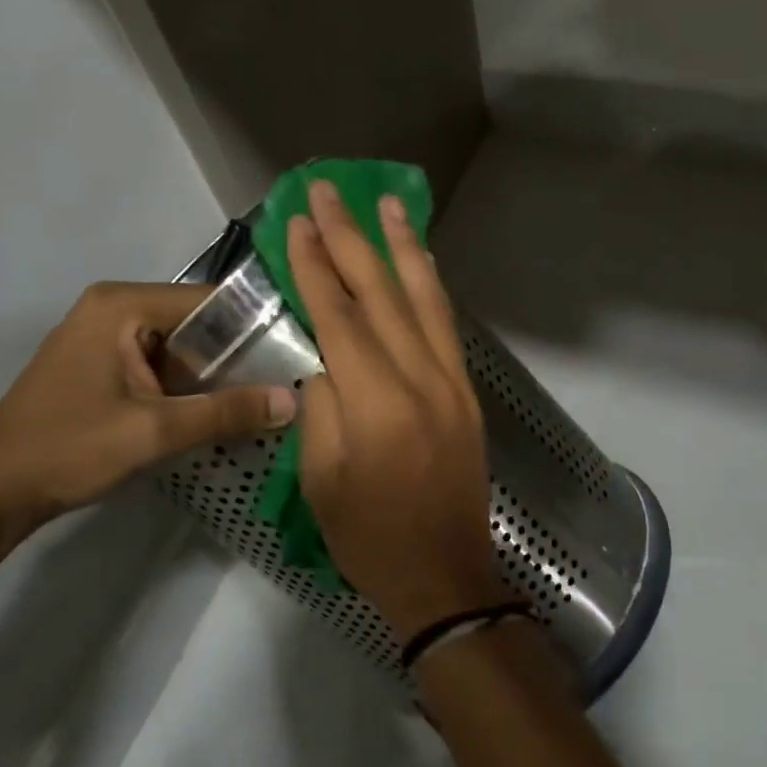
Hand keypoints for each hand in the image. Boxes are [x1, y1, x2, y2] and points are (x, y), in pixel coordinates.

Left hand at [0, 282, 295, 529]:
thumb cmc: (69, 448)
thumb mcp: (155, 431)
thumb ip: (226, 413)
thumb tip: (292, 402)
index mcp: (122, 305)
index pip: (208, 300)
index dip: (254, 325)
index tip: (295, 351)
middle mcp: (113, 307)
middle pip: (194, 322)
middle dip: (236, 355)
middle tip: (285, 381)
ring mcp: (103, 335)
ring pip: (179, 346)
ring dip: (212, 374)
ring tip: (262, 397)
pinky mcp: (100, 363)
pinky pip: (158, 364)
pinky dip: (186, 386)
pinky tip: (217, 411)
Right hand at [288, 181, 508, 641]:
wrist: (445, 575)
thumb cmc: (370, 538)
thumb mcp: (322, 479)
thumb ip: (321, 407)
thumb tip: (326, 359)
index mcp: (378, 404)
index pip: (341, 317)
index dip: (316, 266)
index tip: (298, 222)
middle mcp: (422, 379)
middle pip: (383, 294)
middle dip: (352, 238)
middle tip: (331, 190)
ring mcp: (452, 383)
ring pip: (426, 299)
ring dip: (404, 247)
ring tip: (388, 203)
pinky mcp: (467, 393)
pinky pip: (447, 327)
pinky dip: (431, 288)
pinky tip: (421, 262)